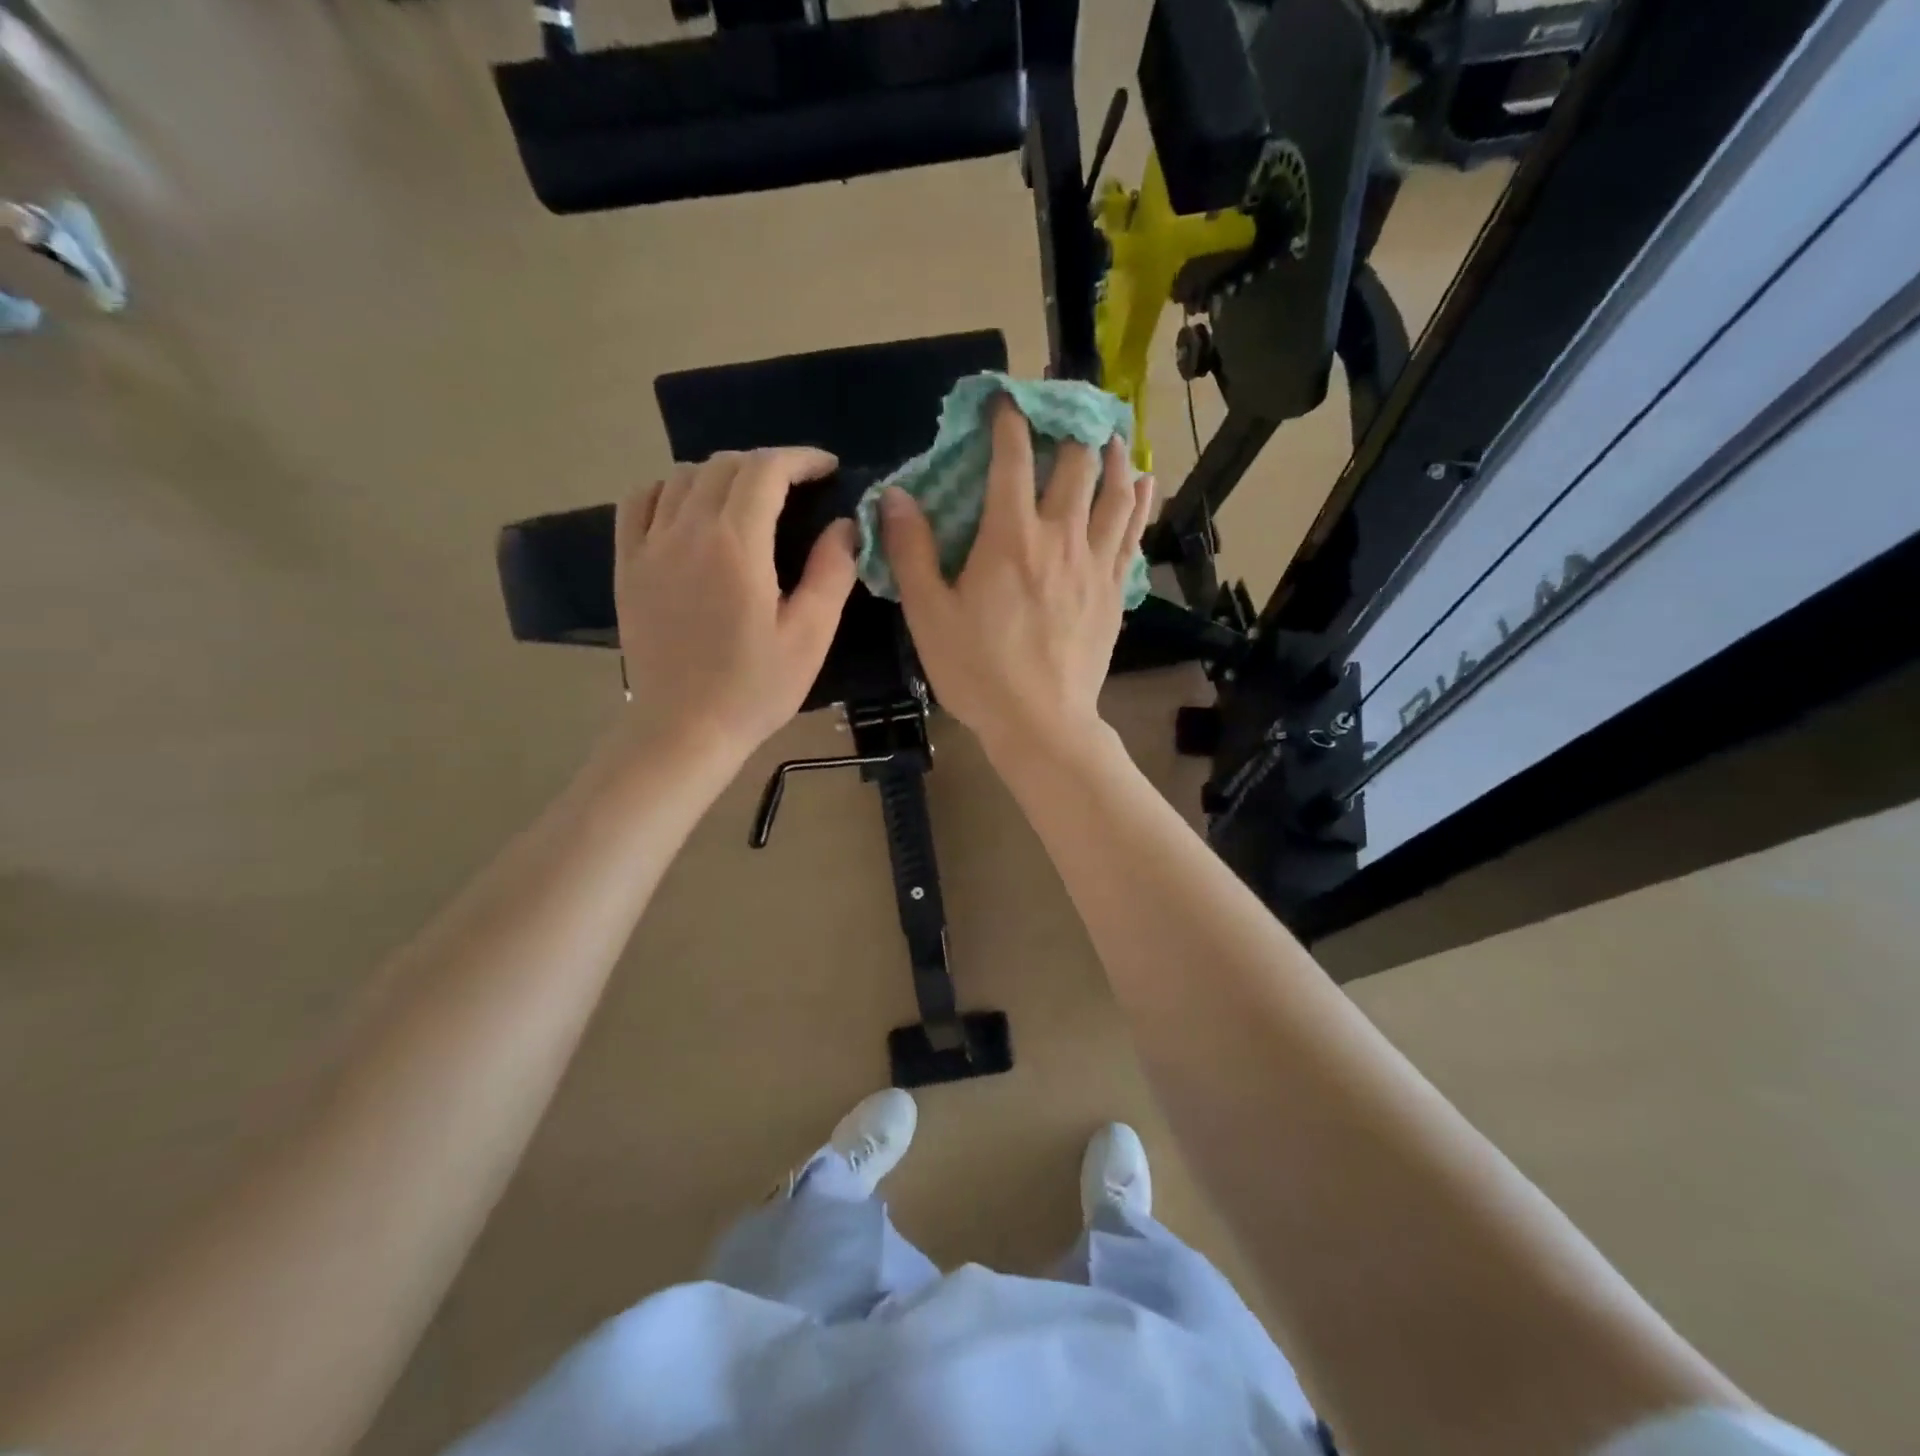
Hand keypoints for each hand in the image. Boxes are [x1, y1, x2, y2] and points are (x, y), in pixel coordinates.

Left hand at [615, 447, 856, 760]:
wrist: (683, 729)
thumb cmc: (754, 688)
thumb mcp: (809, 636)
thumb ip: (831, 572)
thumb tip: (845, 524)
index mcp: (737, 545)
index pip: (766, 470)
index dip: (801, 458)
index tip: (827, 468)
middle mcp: (688, 531)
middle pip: (725, 465)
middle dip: (767, 463)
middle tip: (797, 487)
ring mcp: (650, 546)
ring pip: (682, 476)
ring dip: (722, 474)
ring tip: (750, 498)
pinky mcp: (627, 566)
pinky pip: (640, 501)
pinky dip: (669, 489)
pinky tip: (690, 508)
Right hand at [881, 398, 1153, 759]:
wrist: (1040, 722)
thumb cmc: (978, 671)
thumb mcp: (928, 615)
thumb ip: (912, 551)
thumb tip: (896, 496)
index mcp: (1010, 537)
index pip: (1013, 458)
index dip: (1009, 420)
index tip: (1005, 400)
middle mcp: (1060, 536)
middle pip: (1077, 463)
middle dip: (1070, 426)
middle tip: (1065, 408)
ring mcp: (1095, 562)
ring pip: (1116, 490)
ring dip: (1114, 453)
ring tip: (1111, 432)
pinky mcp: (1115, 590)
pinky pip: (1134, 532)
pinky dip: (1141, 500)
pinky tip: (1145, 481)